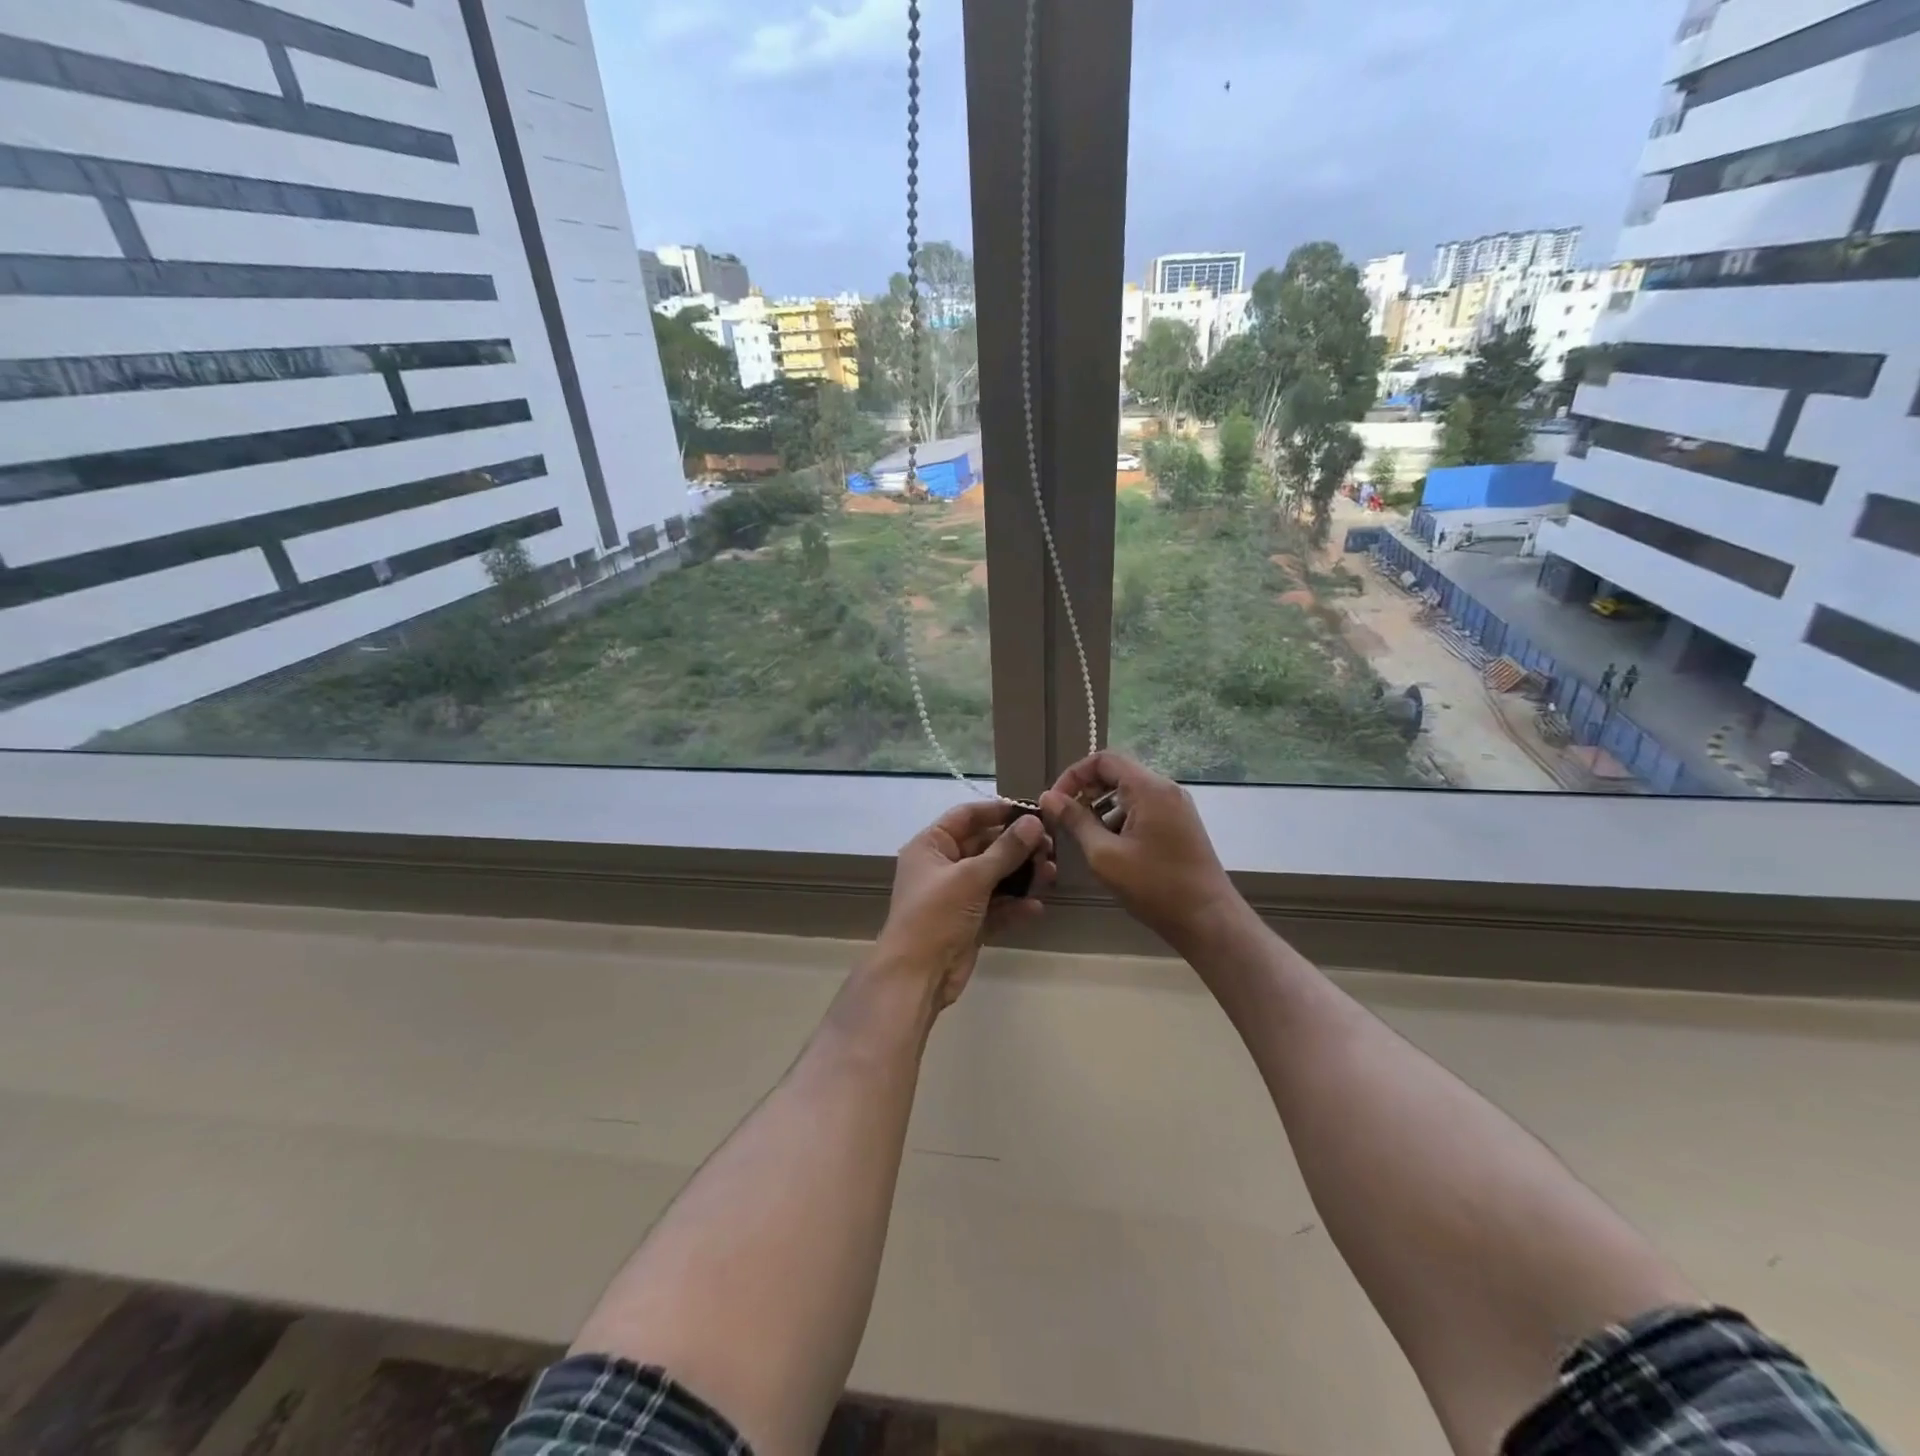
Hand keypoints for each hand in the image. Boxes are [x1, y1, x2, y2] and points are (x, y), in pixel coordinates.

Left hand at [873, 802, 1054, 1010]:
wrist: (916, 977)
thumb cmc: (936, 915)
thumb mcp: (972, 877)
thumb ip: (1006, 850)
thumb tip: (1034, 822)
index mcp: (930, 846)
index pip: (966, 816)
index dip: (998, 811)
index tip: (1032, 810)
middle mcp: (942, 866)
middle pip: (984, 846)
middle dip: (1017, 846)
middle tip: (1050, 846)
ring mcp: (956, 896)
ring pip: (994, 877)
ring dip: (1021, 876)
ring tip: (1051, 874)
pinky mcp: (969, 924)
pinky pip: (996, 907)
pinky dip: (1015, 906)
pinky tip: (1036, 907)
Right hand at [1040, 751, 1243, 955]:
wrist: (1208, 920)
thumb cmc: (1154, 886)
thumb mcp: (1104, 855)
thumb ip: (1075, 821)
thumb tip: (1048, 797)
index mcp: (1149, 788)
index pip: (1103, 759)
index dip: (1073, 775)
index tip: (1055, 803)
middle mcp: (1165, 789)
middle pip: (1117, 774)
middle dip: (1087, 794)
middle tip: (1067, 822)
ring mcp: (1176, 806)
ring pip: (1129, 793)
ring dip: (1103, 810)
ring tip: (1089, 841)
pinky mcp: (1180, 824)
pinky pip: (1143, 808)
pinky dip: (1121, 820)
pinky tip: (1114, 850)